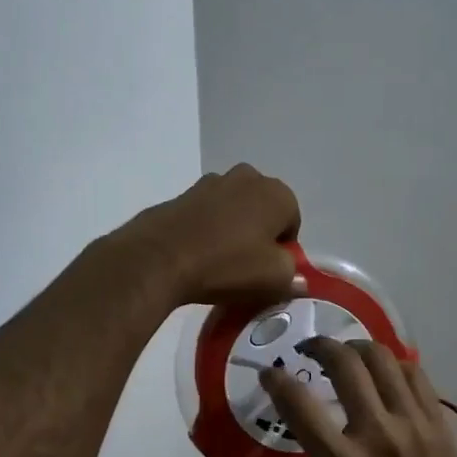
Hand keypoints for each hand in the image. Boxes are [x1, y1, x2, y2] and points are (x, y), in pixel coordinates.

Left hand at [113, 164, 301, 306]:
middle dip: (258, 233)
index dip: (284, 250)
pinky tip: (196, 253)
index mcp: (276, 193)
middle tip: (246, 265)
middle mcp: (247, 177)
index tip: (268, 271)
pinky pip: (206, 213)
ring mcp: (211, 182)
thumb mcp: (274, 279)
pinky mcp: (183, 193)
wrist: (159, 257)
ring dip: (232, 228)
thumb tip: (296, 276)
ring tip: (218, 260)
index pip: (292, 223)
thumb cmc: (227, 265)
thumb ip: (293, 274)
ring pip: (233, 209)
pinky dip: (206, 228)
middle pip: (262, 210)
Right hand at [260, 340, 456, 456]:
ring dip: (357, 348)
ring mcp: (414, 426)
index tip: (269, 373)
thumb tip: (317, 441)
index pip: (297, 402)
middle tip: (308, 349)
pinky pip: (417, 377)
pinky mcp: (441, 428)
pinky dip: (394, 366)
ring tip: (347, 354)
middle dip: (319, 346)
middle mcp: (377, 433)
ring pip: (384, 360)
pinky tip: (384, 374)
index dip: (275, 380)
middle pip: (344, 362)